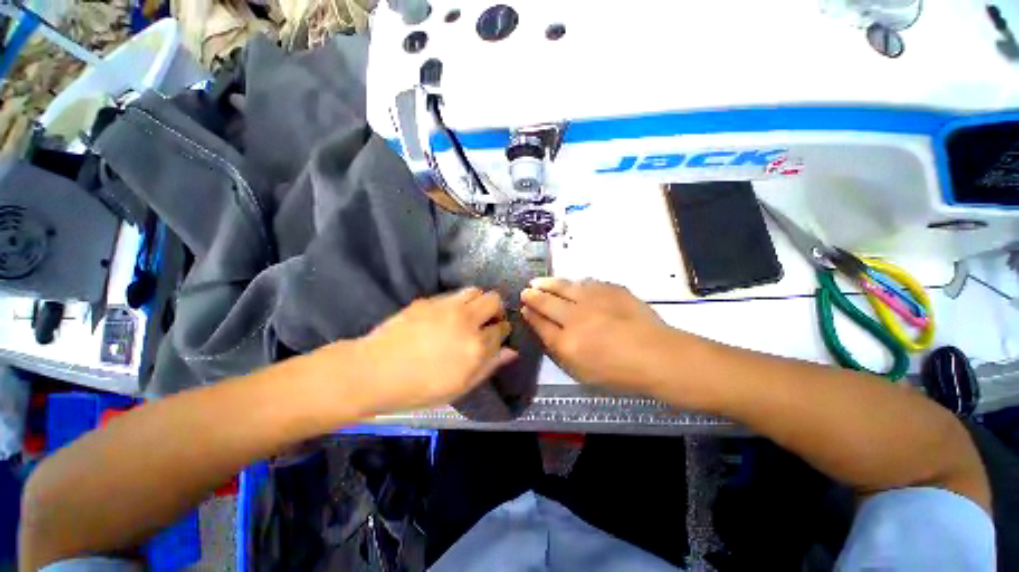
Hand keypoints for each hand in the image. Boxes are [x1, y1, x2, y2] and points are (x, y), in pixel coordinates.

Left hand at [349, 288, 516, 413]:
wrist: (375, 371)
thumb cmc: (420, 388)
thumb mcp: (460, 386)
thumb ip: (489, 366)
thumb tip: (511, 352)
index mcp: (476, 346)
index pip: (501, 329)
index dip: (502, 330)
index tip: (498, 334)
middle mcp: (466, 321)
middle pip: (494, 300)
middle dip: (496, 310)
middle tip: (487, 322)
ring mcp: (447, 307)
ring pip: (476, 291)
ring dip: (478, 301)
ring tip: (469, 315)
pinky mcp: (429, 301)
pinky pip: (453, 295)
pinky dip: (458, 303)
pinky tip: (446, 316)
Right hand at [521, 278, 675, 391]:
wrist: (658, 355)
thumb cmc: (619, 372)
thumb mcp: (581, 372)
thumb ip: (559, 350)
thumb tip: (544, 329)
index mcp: (566, 342)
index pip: (540, 323)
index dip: (530, 314)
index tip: (523, 308)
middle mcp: (575, 317)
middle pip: (546, 301)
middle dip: (533, 295)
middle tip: (526, 290)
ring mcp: (592, 300)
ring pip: (563, 286)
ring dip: (548, 283)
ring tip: (539, 281)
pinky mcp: (609, 289)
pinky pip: (585, 282)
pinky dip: (573, 283)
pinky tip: (570, 283)